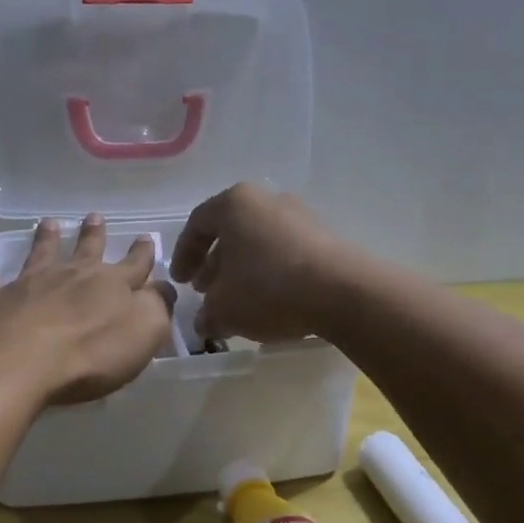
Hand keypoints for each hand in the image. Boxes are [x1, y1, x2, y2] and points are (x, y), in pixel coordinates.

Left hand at [0, 214, 176, 405]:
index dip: (142, 253)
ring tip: (48, 222)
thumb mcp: (143, 332)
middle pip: (86, 250)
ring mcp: (27, 284)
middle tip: (95, 216)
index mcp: (111, 286)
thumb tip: (165, 287)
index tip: (146, 237)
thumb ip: (158, 307)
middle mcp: (70, 276)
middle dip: (94, 234)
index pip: (134, 266)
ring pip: (39, 253)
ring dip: (45, 237)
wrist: (18, 362)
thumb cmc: (90, 354)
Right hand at [169, 183, 358, 343]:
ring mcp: (300, 215)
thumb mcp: (224, 308)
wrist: (343, 291)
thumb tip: (205, 322)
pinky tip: (270, 301)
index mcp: (234, 203)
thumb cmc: (269, 288)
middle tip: (207, 291)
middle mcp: (267, 199)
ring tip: (238, 301)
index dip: (183, 255)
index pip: (197, 224)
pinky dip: (270, 272)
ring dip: (243, 270)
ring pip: (259, 242)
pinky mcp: (324, 236)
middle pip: (231, 231)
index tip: (180, 282)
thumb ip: (207, 314)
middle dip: (215, 264)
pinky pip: (285, 251)